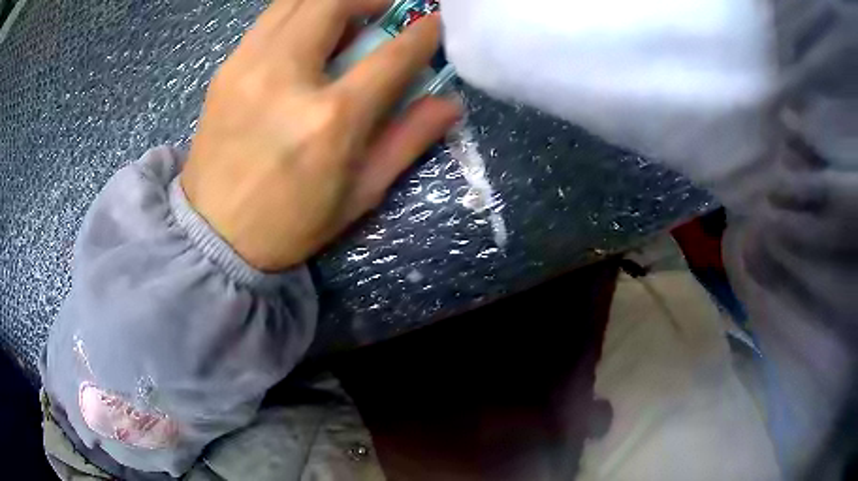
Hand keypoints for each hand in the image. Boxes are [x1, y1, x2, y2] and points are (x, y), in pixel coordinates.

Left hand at [181, 0, 460, 270]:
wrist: (212, 233)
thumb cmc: (289, 223)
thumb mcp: (359, 193)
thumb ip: (408, 140)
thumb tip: (449, 102)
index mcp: (330, 119)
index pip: (391, 56)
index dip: (422, 33)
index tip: (434, 23)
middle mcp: (286, 77)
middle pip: (333, 3)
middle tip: (385, 9)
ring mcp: (248, 67)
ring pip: (296, 1)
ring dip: (331, 1)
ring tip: (347, 17)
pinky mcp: (226, 69)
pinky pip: (269, 19)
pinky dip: (298, 13)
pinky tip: (307, 35)